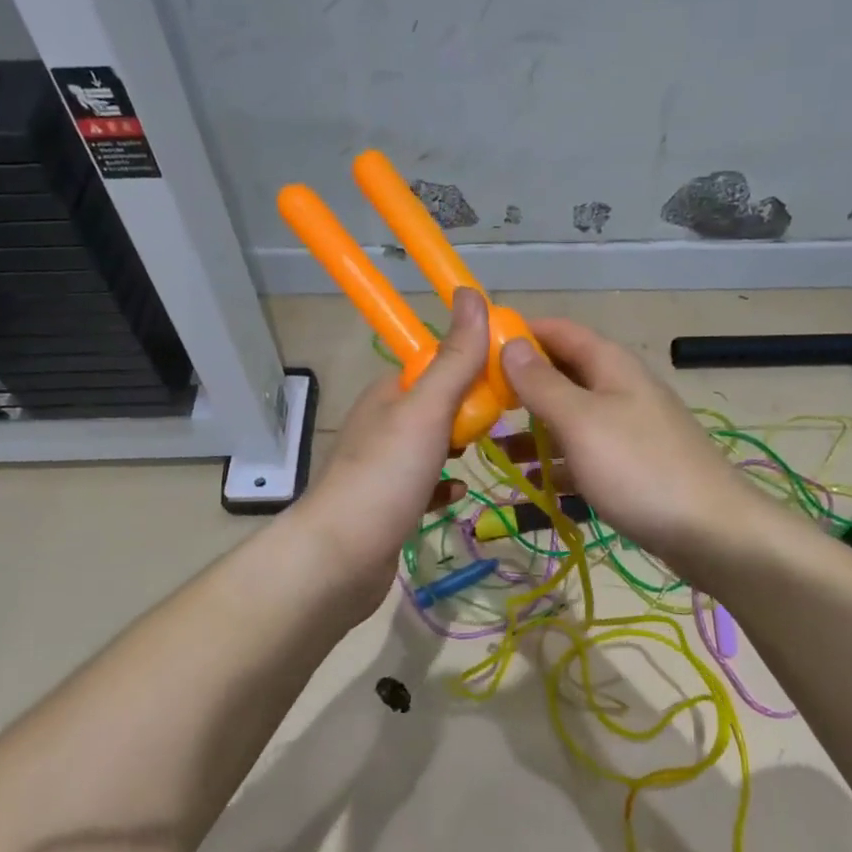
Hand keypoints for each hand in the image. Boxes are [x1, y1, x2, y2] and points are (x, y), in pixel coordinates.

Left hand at [295, 287, 491, 620]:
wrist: (339, 559)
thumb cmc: (386, 476)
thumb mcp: (426, 410)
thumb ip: (454, 359)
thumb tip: (472, 293)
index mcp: (389, 393)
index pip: (436, 363)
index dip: (472, 364)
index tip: (511, 376)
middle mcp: (383, 424)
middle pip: (437, 404)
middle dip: (471, 408)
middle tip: (509, 419)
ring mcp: (383, 466)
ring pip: (431, 445)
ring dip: (459, 445)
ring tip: (495, 448)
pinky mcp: (388, 504)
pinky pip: (424, 485)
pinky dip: (444, 485)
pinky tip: (459, 494)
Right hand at [500, 318, 757, 564]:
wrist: (712, 532)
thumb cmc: (639, 469)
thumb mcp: (581, 421)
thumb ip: (542, 383)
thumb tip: (511, 344)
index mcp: (610, 365)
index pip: (559, 331)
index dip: (520, 333)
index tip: (476, 351)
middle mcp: (620, 389)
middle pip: (563, 374)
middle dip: (520, 386)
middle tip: (478, 404)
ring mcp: (628, 429)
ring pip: (570, 417)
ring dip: (534, 428)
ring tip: (492, 446)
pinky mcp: (632, 466)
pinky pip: (584, 453)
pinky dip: (557, 462)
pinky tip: (531, 482)